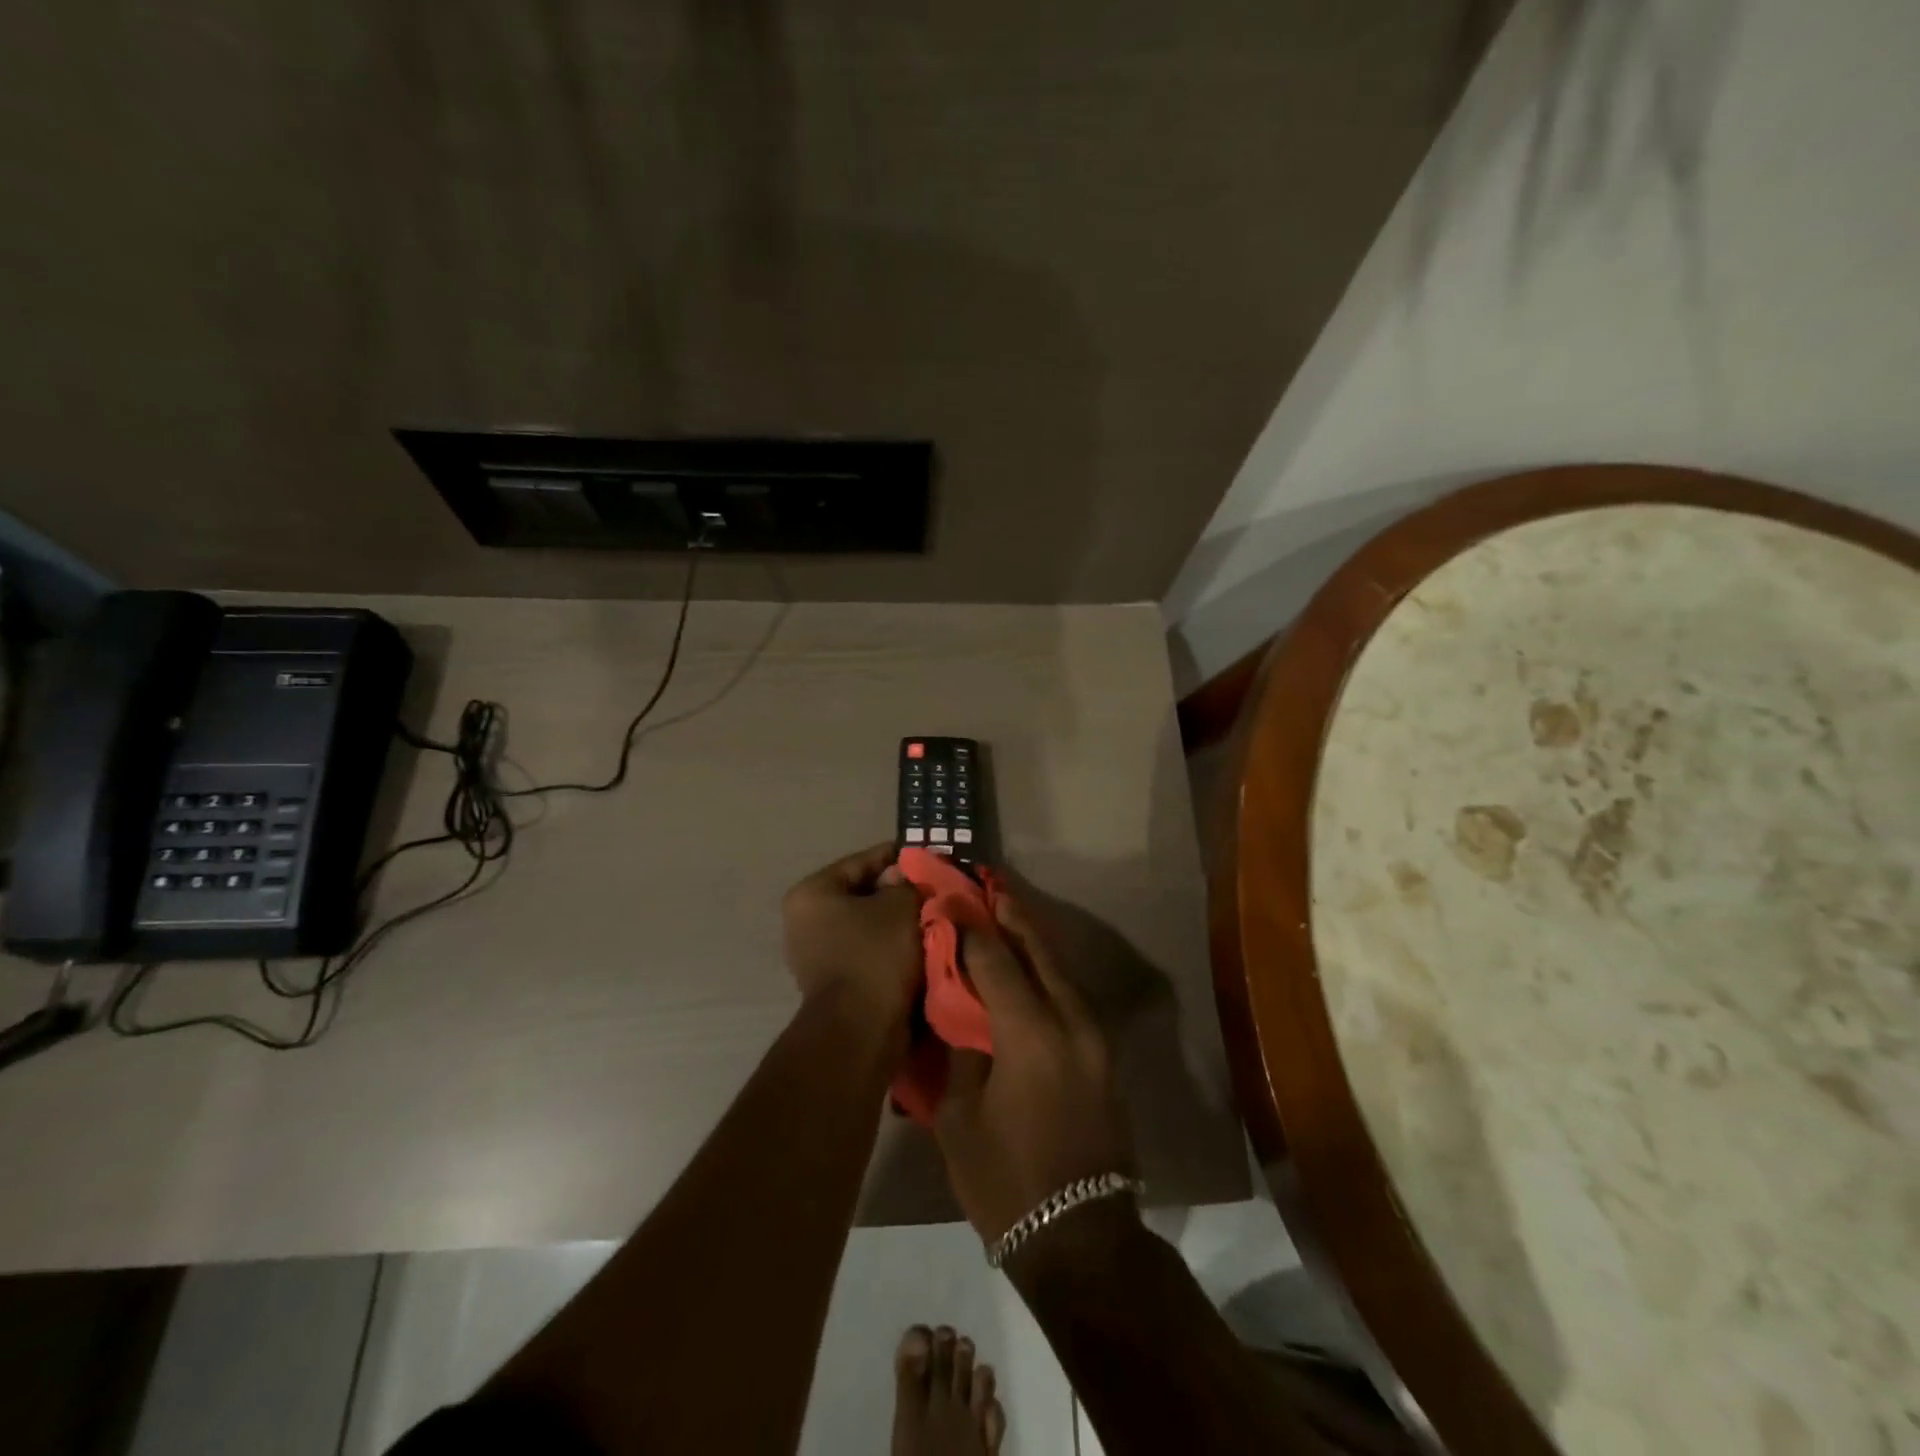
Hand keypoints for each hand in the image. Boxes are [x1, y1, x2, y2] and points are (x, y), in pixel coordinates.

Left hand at [782, 843, 923, 1042]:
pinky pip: (869, 950)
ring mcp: (816, 953)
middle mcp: (805, 920)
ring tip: (936, 917)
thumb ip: (908, 883)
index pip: (865, 860)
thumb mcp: (900, 907)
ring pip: (869, 924)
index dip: (903, 858)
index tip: (935, 859)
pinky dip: (893, 947)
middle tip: (938, 890)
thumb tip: (909, 877)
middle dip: (902, 893)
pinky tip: (922, 945)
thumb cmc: (875, 957)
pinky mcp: (833, 981)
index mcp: (813, 893)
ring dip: (900, 922)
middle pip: (865, 893)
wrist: (860, 1032)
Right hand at [932, 890, 1133, 1246]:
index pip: (995, 961)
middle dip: (1011, 915)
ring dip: (1033, 939)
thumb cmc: (1006, 1181)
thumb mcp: (960, 1117)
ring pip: (1061, 969)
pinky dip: (1048, 971)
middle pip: (1039, 951)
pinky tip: (1030, 965)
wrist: (1081, 1238)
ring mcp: (1094, 1037)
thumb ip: (959, 1050)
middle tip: (987, 884)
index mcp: (1030, 1033)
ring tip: (1007, 913)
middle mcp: (1070, 1021)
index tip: (948, 901)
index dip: (969, 928)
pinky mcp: (1103, 1054)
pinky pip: (1070, 995)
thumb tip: (956, 1005)